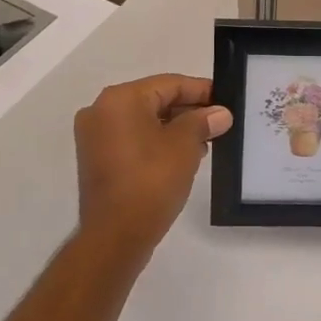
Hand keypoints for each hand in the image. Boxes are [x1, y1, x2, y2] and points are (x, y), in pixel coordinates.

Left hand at [74, 75, 232, 258]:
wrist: (115, 236)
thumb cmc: (151, 181)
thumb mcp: (185, 146)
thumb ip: (203, 122)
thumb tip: (220, 113)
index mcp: (120, 99)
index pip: (169, 84)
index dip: (201, 90)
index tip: (225, 99)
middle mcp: (101, 110)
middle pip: (155, 100)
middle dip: (188, 111)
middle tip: (218, 123)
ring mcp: (95, 136)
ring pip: (144, 121)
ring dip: (174, 128)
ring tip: (205, 143)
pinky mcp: (97, 159)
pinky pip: (132, 139)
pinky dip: (156, 142)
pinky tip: (182, 156)